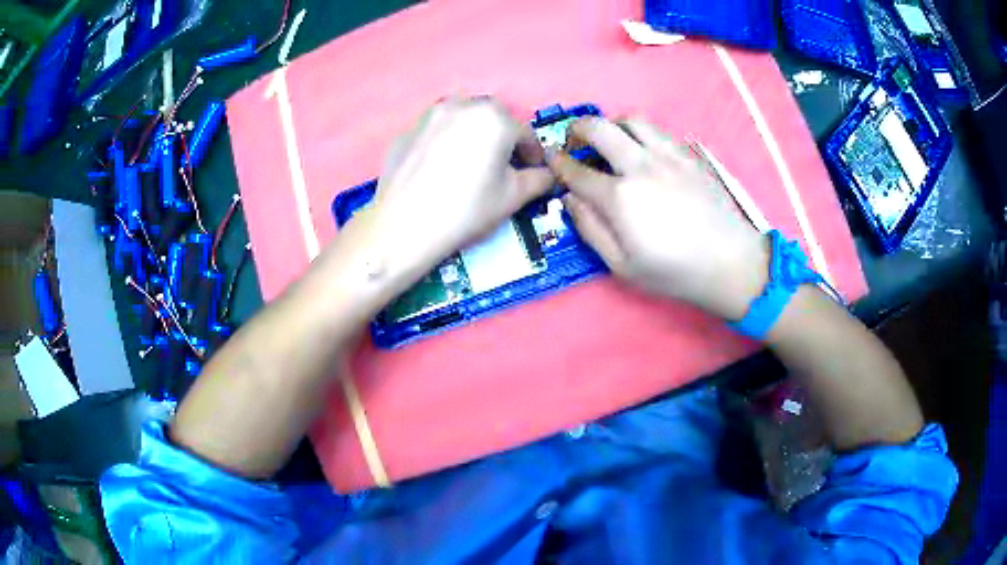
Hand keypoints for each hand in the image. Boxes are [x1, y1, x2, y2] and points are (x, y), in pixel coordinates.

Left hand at [349, 97, 554, 279]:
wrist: (405, 225)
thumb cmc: (467, 209)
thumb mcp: (513, 197)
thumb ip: (538, 180)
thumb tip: (547, 175)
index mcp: (495, 118)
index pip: (525, 133)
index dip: (533, 155)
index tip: (532, 172)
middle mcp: (463, 105)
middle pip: (492, 119)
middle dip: (502, 139)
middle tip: (501, 166)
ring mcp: (430, 115)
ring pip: (461, 120)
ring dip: (473, 135)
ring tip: (469, 163)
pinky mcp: (407, 131)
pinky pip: (435, 132)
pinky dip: (444, 142)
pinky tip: (440, 169)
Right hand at [547, 117, 766, 319]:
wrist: (729, 263)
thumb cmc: (674, 272)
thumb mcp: (622, 266)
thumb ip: (590, 229)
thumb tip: (570, 199)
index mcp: (619, 197)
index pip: (577, 170)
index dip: (558, 162)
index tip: (551, 159)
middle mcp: (640, 166)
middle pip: (599, 128)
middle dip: (577, 128)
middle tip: (574, 139)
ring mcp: (668, 156)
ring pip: (631, 120)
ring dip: (612, 124)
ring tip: (610, 140)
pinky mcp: (689, 155)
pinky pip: (658, 131)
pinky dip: (641, 133)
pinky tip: (644, 150)